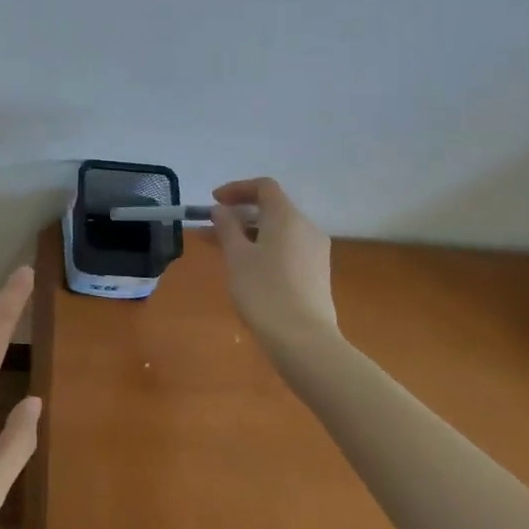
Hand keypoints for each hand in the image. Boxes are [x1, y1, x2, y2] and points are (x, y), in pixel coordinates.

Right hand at [210, 177, 337, 341]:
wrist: (304, 341)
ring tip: (222, 252)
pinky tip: (247, 270)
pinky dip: (264, 249)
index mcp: (287, 217)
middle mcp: (306, 228)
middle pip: (271, 209)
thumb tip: (221, 210)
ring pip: (278, 232)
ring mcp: (315, 252)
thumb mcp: (236, 256)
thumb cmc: (264, 291)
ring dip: (249, 234)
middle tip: (211, 230)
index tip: (214, 202)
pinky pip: (287, 249)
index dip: (237, 189)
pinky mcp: (317, 274)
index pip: (264, 187)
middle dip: (239, 216)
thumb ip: (226, 227)